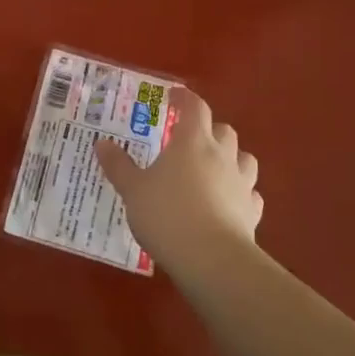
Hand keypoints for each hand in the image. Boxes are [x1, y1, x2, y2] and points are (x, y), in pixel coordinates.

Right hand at [95, 88, 262, 280]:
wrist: (211, 259)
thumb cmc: (166, 214)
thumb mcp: (133, 189)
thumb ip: (118, 165)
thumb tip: (102, 143)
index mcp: (192, 142)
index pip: (194, 107)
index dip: (185, 98)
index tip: (174, 96)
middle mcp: (221, 156)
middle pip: (224, 130)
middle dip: (209, 129)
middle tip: (190, 138)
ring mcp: (241, 184)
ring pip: (245, 159)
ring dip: (232, 157)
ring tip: (214, 167)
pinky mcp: (252, 212)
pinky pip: (251, 193)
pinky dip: (241, 192)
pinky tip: (229, 201)